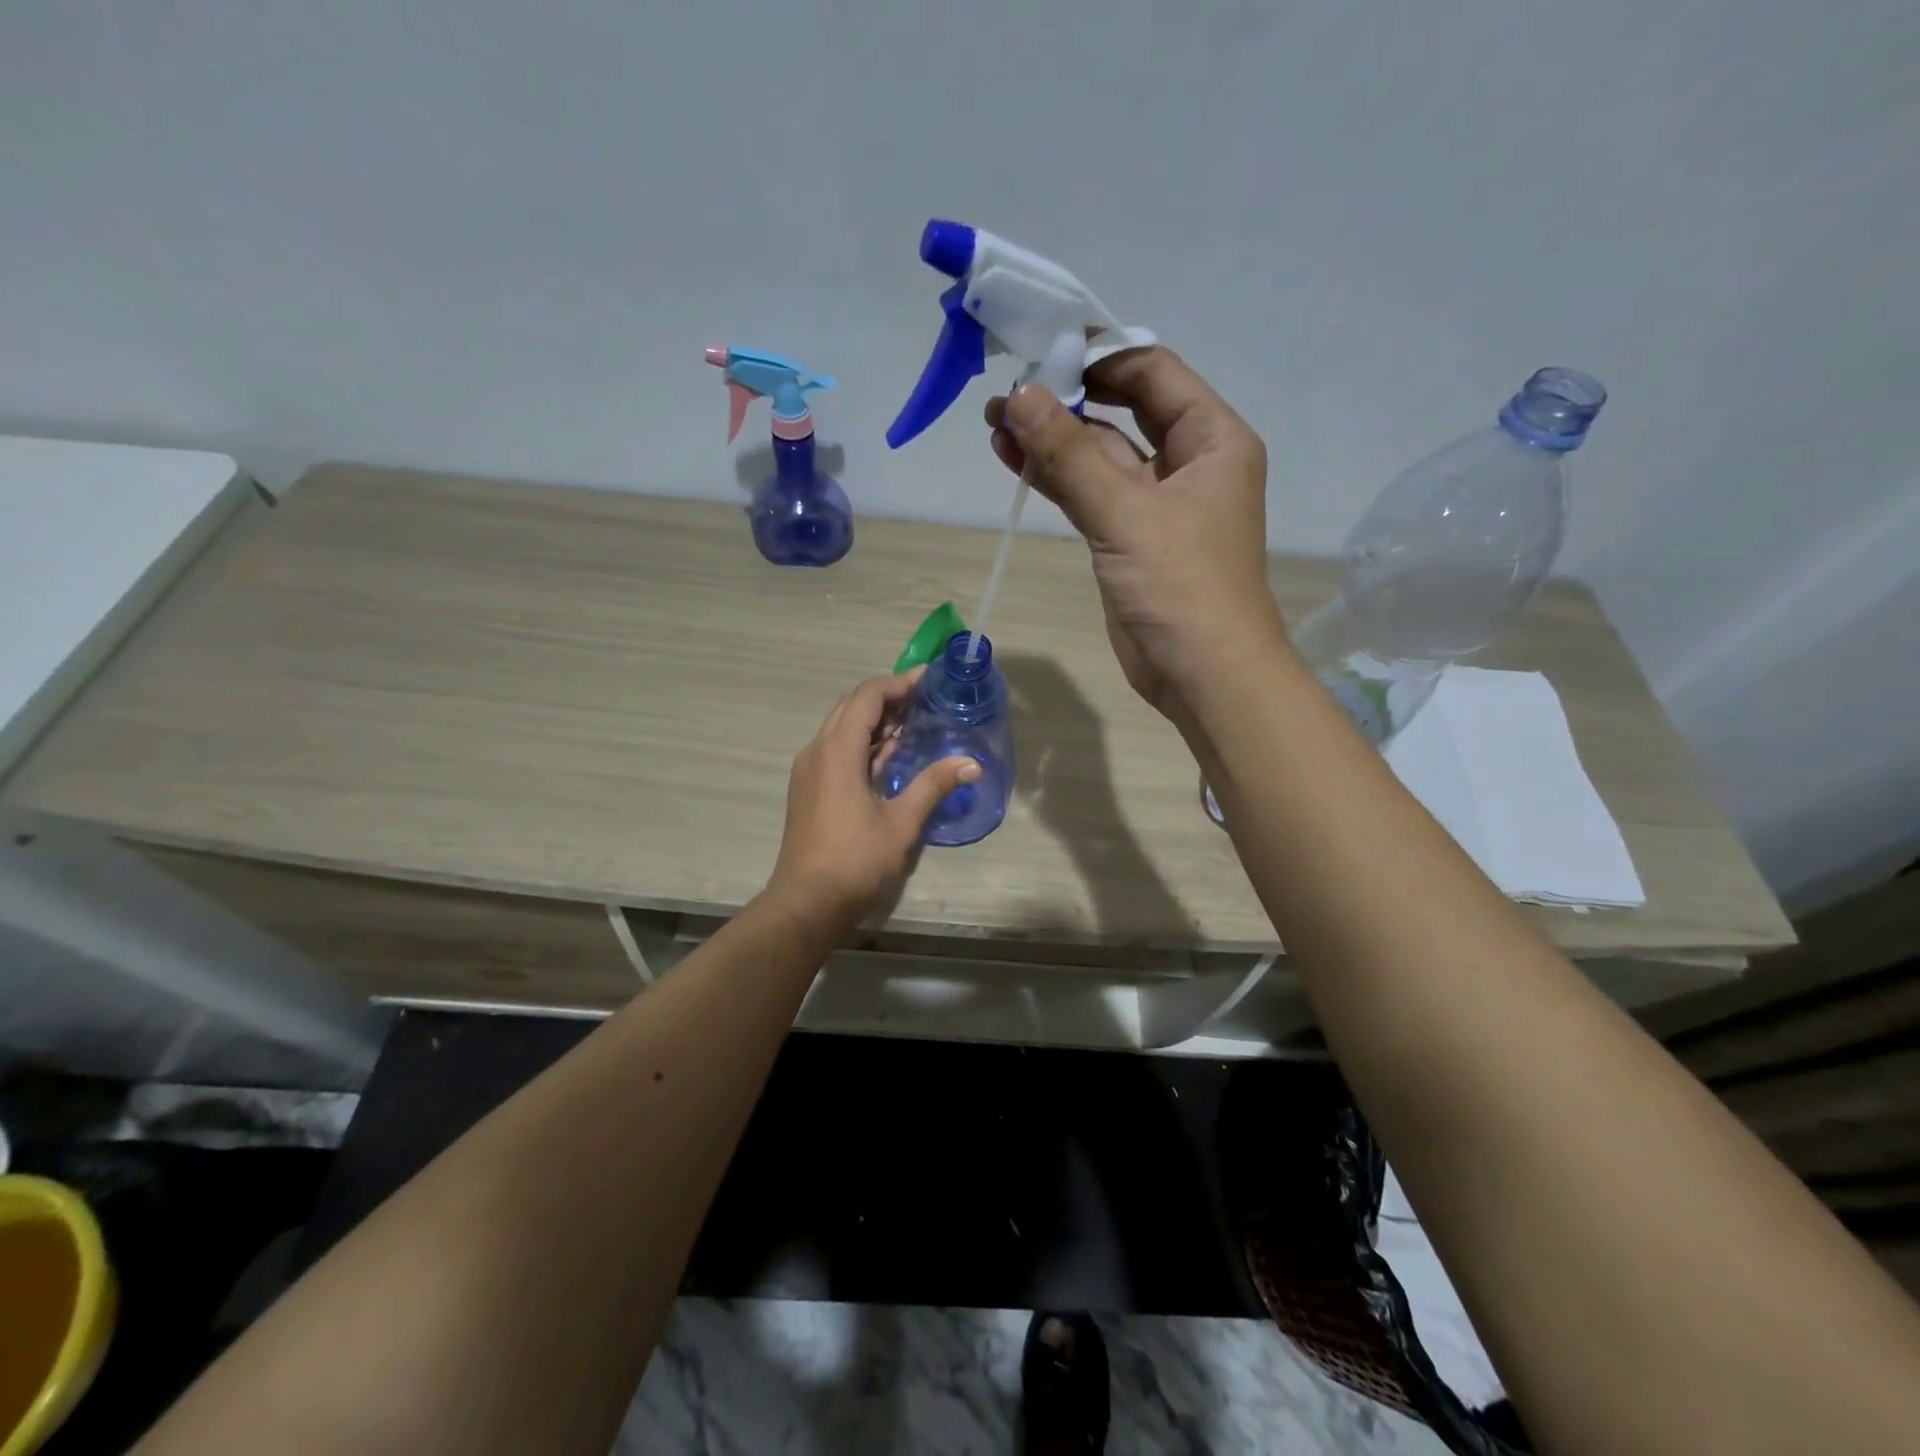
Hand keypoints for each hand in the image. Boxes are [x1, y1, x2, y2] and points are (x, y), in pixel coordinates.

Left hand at [766, 671, 978, 927]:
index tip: (928, 681)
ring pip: (841, 728)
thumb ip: (933, 785)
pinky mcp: (808, 789)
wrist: (807, 902)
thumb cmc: (855, 860)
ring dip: (875, 721)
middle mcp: (817, 751)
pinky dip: (862, 743)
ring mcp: (809, 770)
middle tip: (924, 700)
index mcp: (837, 750)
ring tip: (913, 723)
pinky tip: (889, 757)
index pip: (867, 696)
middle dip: (888, 698)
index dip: (898, 683)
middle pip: (851, 707)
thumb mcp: (902, 822)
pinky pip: (836, 750)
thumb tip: (971, 763)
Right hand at [985, 347, 1284, 722]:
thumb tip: (1019, 396)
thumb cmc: (1183, 586)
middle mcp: (1188, 463)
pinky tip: (1014, 460)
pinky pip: (1090, 495)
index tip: (1042, 348)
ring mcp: (1156, 504)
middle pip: (1122, 412)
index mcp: (1212, 439)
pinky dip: (1056, 480)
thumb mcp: (1126, 513)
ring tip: (994, 423)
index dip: (1099, 356)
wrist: (1204, 675)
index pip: (1153, 373)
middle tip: (1007, 391)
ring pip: (1100, 457)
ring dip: (1053, 442)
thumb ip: (1070, 455)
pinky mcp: (1129, 540)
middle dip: (1067, 400)